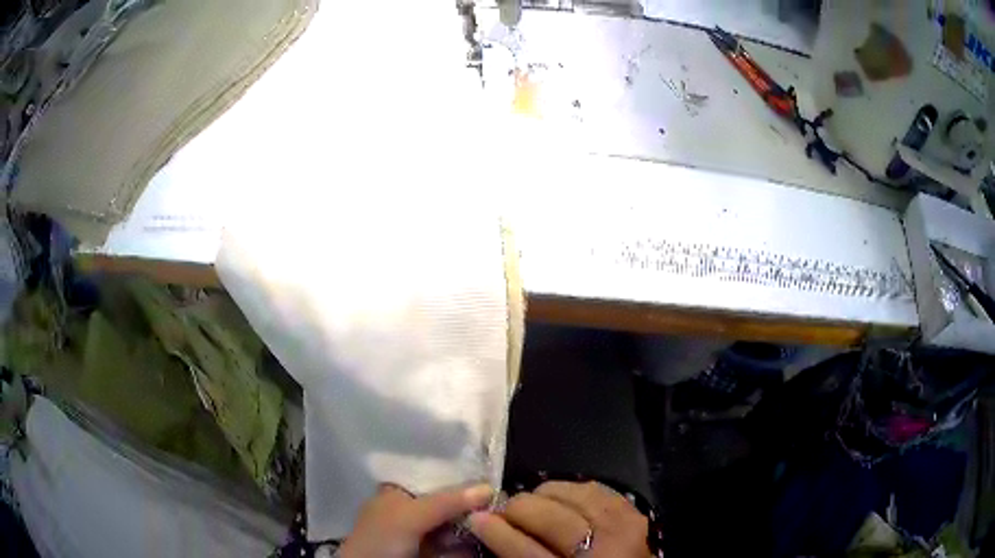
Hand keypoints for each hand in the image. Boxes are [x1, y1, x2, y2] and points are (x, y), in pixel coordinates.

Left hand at [338, 483, 492, 557]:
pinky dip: (468, 544)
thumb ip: (446, 501)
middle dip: (472, 504)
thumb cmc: (381, 539)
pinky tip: (485, 540)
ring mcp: (421, 535)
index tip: (491, 479)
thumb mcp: (410, 516)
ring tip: (498, 520)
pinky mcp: (431, 553)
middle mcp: (410, 510)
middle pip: (448, 503)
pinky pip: (455, 546)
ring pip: (454, 525)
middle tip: (500, 503)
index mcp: (398, 492)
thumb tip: (490, 487)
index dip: (461, 478)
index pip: (434, 478)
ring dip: (474, 525)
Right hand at [468, 481, 649, 556]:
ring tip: (529, 504)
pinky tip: (558, 498)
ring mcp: (625, 528)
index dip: (497, 532)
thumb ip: (520, 557)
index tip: (475, 518)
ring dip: (544, 496)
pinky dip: (571, 490)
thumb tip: (489, 528)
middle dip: (518, 509)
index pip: (526, 551)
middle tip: (500, 510)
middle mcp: (604, 549)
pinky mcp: (634, 512)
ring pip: (574, 496)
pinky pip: (596, 489)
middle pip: (551, 519)